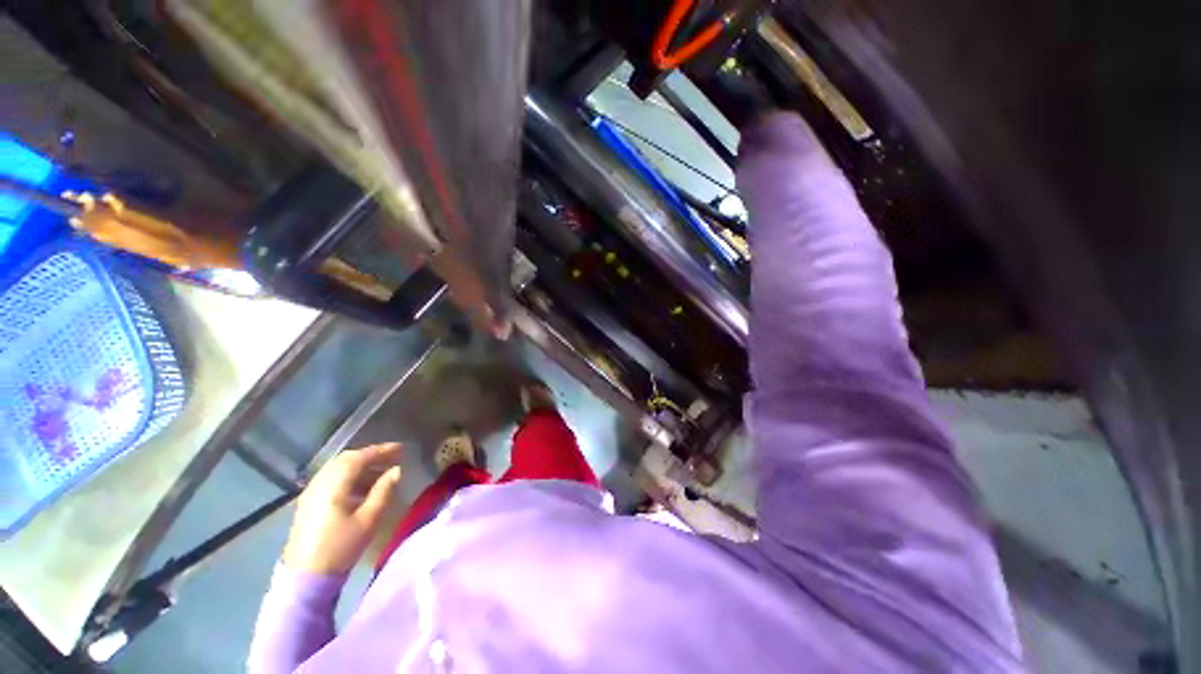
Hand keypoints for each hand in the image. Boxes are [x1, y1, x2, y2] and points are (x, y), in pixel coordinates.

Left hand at [283, 443, 402, 573]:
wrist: (305, 577)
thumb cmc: (340, 547)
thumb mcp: (369, 520)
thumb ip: (384, 491)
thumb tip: (397, 470)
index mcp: (333, 486)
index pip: (359, 458)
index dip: (382, 450)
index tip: (402, 449)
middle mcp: (319, 484)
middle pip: (346, 459)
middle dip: (371, 455)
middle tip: (393, 456)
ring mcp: (311, 493)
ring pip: (338, 468)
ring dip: (361, 464)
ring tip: (381, 469)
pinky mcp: (309, 503)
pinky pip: (332, 478)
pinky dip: (350, 474)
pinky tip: (363, 485)